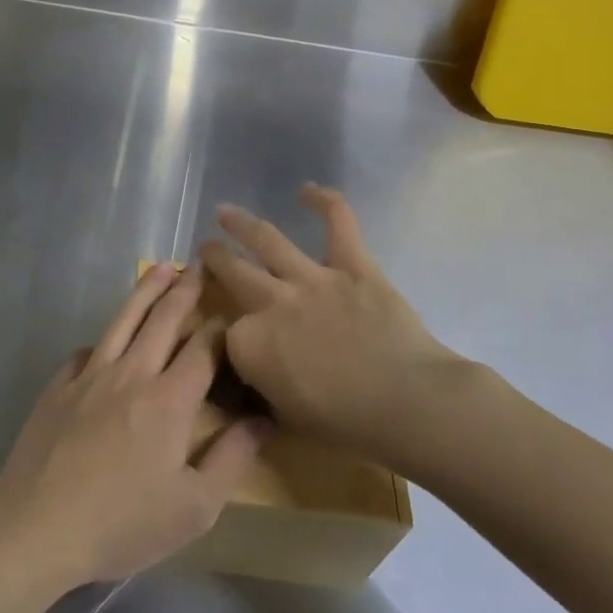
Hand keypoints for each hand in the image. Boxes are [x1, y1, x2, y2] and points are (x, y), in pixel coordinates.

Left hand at [0, 264, 268, 591]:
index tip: (232, 314)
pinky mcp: (57, 387)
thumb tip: (265, 418)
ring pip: (122, 321)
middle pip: (162, 320)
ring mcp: (89, 376)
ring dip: (144, 292)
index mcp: (169, 400)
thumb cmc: (123, 524)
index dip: (220, 328)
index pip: (202, 348)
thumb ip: (233, 457)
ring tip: (160, 269)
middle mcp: (130, 374)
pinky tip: (104, 342)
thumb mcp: (194, 507)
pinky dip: (102, 340)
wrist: (37, 527)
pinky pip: (85, 352)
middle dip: (184, 290)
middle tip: (197, 265)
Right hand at [201, 185, 493, 470]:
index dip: (227, 335)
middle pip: (232, 271)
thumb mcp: (285, 415)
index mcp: (251, 343)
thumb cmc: (346, 423)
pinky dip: (326, 203)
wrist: (407, 402)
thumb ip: (262, 386)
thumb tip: (254, 374)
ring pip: (267, 240)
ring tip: (225, 211)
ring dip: (242, 223)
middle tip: (206, 248)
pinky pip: (339, 224)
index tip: (230, 337)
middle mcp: (272, 302)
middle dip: (214, 258)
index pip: (226, 333)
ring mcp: (312, 278)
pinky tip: (309, 190)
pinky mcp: (353, 266)